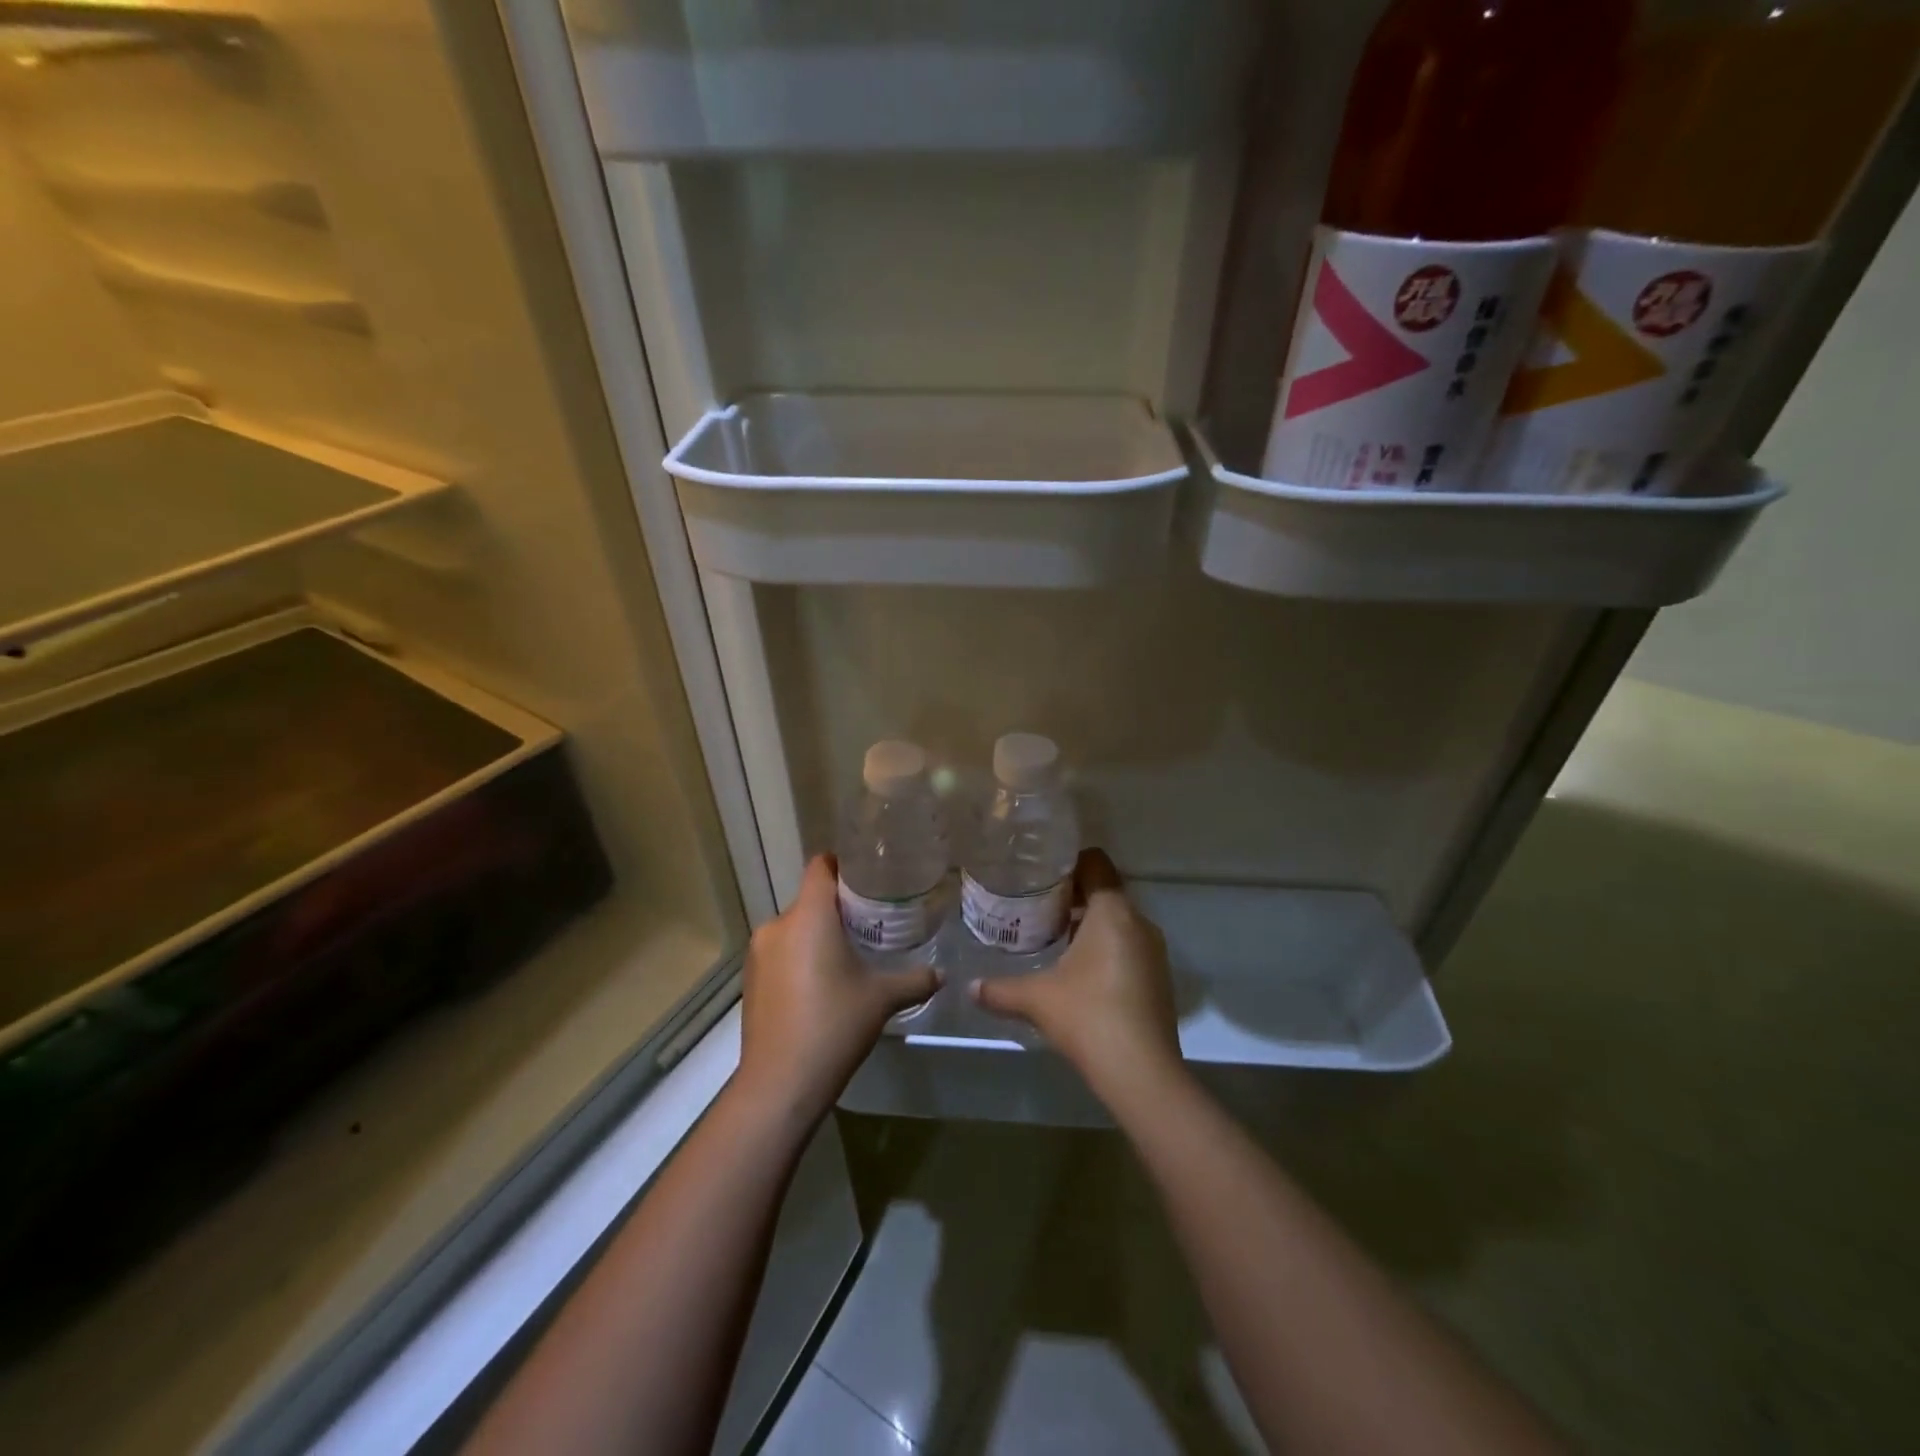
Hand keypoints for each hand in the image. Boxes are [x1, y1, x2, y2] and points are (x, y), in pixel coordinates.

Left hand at [736, 855, 938, 1122]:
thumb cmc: (834, 1025)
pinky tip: (820, 987)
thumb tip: (941, 974)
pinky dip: (799, 959)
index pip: (821, 865)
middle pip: (810, 900)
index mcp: (810, 915)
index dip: (843, 864)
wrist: (780, 1083)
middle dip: (837, 908)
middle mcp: (778, 924)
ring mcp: (758, 954)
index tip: (868, 876)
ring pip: (794, 929)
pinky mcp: (750, 980)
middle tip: (870, 923)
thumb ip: (914, 980)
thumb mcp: (882, 998)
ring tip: (847, 957)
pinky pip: (780, 954)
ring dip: (817, 936)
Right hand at [972, 849, 1183, 1102]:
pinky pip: (1129, 948)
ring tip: (1054, 941)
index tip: (1041, 876)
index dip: (1069, 863)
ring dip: (1089, 926)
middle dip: (1073, 898)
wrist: (1142, 1072)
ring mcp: (1154, 952)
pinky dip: (1106, 950)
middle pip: (1105, 892)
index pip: (1095, 863)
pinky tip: (1080, 976)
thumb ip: (999, 989)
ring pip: (1118, 922)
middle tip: (1037, 909)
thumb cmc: (1087, 1016)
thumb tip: (969, 988)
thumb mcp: (1036, 998)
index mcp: (1112, 911)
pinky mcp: (1159, 979)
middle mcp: (1139, 922)